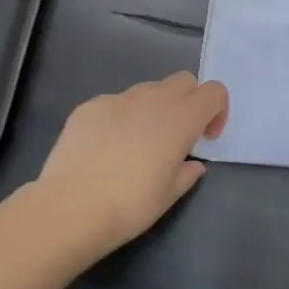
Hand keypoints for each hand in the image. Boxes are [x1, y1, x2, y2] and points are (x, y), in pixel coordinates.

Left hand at [35, 73, 228, 257]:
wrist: (71, 207)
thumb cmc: (131, 204)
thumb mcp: (170, 194)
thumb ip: (187, 172)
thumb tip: (192, 164)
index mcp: (181, 118)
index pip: (214, 91)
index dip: (217, 111)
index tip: (205, 138)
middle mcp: (153, 99)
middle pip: (183, 81)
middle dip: (188, 101)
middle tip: (177, 135)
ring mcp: (118, 99)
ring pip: (148, 90)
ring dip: (154, 108)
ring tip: (138, 143)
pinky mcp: (89, 106)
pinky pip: (115, 103)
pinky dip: (121, 117)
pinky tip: (106, 148)